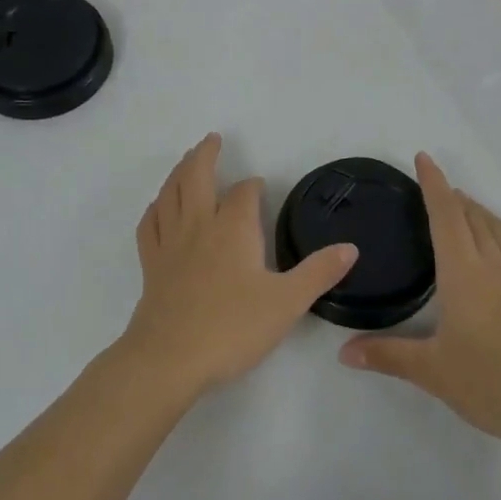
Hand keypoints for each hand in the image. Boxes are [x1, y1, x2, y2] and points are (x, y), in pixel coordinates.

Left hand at [121, 134, 358, 397]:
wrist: (169, 359)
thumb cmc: (232, 328)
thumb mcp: (287, 303)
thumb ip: (319, 273)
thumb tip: (351, 247)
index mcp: (233, 228)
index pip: (244, 193)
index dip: (253, 186)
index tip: (259, 186)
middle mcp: (199, 225)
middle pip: (196, 176)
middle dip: (205, 155)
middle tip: (212, 140)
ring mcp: (170, 243)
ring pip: (170, 193)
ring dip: (178, 172)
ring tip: (186, 161)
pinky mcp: (151, 264)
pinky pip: (149, 224)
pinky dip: (155, 208)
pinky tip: (159, 207)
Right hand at [338, 153, 500, 457]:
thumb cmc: (493, 385)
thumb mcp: (433, 372)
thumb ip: (387, 356)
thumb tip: (343, 352)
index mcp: (464, 274)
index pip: (447, 216)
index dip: (434, 184)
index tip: (423, 158)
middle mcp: (495, 267)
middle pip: (474, 217)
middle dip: (454, 197)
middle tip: (435, 189)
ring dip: (481, 212)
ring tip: (465, 209)